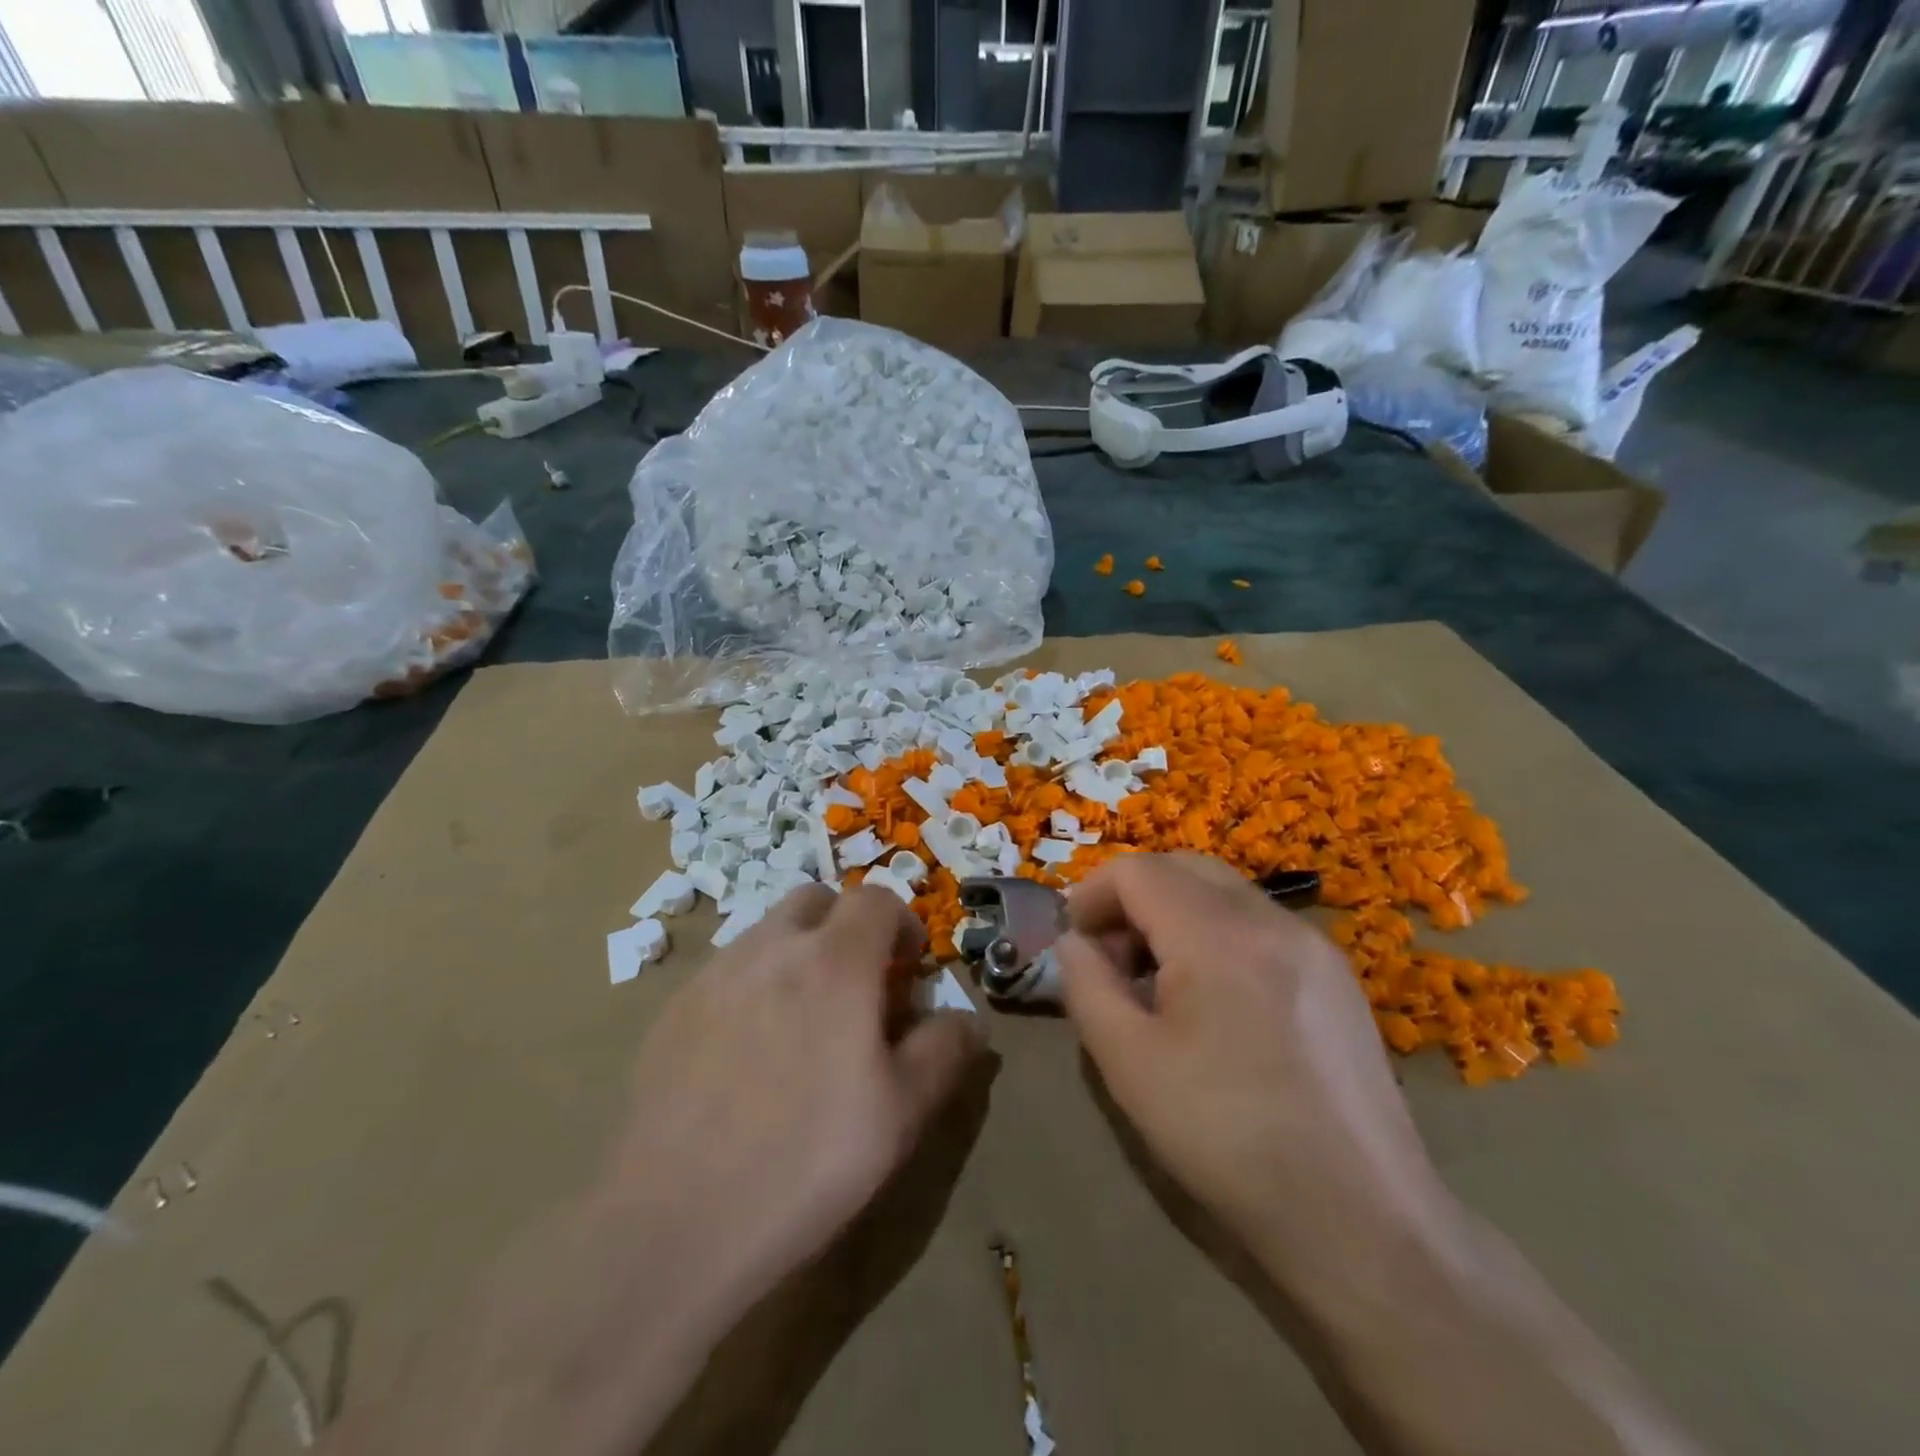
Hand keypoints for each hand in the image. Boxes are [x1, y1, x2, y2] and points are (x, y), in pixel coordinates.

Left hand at [604, 884, 983, 1315]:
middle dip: (846, 926)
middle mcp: (771, 948)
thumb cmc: (808, 1161)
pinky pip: (726, 972)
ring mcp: (714, 975)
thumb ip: (944, 1050)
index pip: (876, 900)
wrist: (676, 1225)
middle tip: (856, 986)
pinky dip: (752, 986)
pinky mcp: (672, 1009)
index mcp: (835, 961)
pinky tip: (747, 1054)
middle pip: (817, 900)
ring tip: (802, 1022)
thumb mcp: (903, 1113)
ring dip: (797, 954)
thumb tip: (968, 1020)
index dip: (902, 925)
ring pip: (767, 933)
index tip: (908, 970)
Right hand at [1057, 853, 1449, 1289]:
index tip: (1074, 941)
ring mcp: (1314, 945)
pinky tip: (1215, 1002)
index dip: (1093, 894)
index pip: (1139, 871)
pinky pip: (1260, 925)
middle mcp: (1271, 920)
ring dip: (1176, 914)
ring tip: (1159, 983)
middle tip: (1112, 956)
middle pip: (1184, 867)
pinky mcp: (1337, 977)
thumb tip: (1075, 942)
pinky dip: (1218, 935)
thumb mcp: (1128, 1063)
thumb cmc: (1226, 1137)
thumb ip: (1085, 984)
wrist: (1361, 1221)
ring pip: (1225, 893)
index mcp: (1217, 935)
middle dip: (1134, 897)